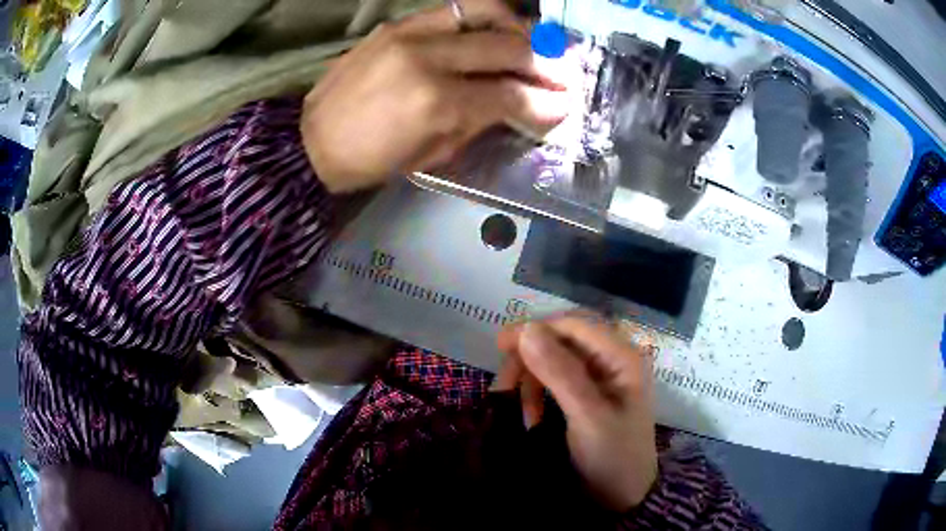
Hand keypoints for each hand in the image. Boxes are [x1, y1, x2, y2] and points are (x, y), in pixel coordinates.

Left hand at [301, 0, 574, 192]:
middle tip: (562, 74)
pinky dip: (486, 18)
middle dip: (545, 62)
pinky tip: (496, 32)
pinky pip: (455, 9)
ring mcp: (411, 33)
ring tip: (535, 42)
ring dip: (520, 26)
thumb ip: (480, 124)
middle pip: (507, 47)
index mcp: (435, 103)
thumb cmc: (370, 160)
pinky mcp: (397, 24)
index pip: (510, 94)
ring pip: (485, 11)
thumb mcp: (431, 155)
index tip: (566, 106)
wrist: (311, 139)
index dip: (545, 102)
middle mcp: (429, 58)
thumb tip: (521, 106)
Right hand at [495, 314, 658, 510]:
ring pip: (553, 361)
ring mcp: (599, 379)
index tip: (501, 344)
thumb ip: (560, 372)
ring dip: (531, 382)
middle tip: (503, 388)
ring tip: (522, 416)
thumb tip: (527, 329)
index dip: (537, 328)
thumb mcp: (587, 416)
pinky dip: (537, 395)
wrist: (623, 497)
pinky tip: (531, 418)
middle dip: (530, 360)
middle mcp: (611, 360)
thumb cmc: (613, 457)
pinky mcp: (587, 397)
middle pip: (561, 340)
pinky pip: (554, 382)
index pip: (574, 324)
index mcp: (622, 357)